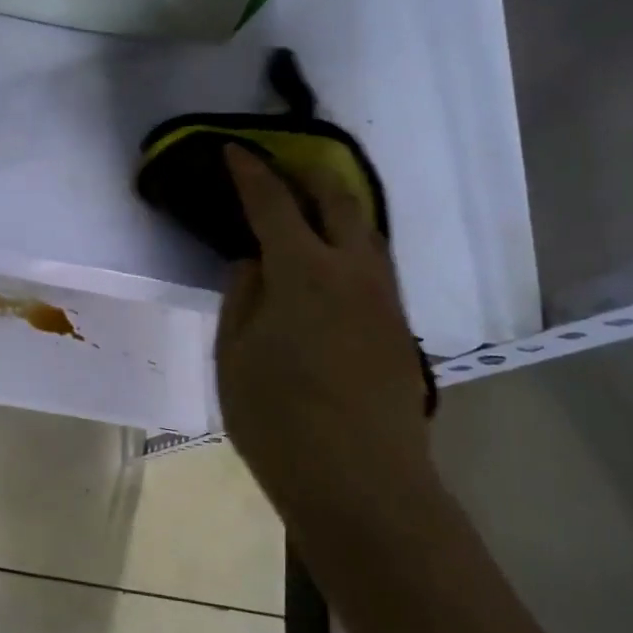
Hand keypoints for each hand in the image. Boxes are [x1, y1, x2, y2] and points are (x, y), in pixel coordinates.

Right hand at [215, 145, 435, 536]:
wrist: (362, 483)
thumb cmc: (279, 418)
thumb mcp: (234, 354)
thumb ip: (242, 296)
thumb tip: (255, 262)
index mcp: (304, 271)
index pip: (273, 204)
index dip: (252, 172)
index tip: (235, 150)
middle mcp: (353, 272)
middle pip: (339, 201)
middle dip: (308, 175)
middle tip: (280, 168)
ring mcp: (383, 300)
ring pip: (366, 231)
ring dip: (336, 207)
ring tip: (308, 206)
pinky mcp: (398, 328)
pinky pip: (374, 265)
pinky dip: (349, 244)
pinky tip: (329, 264)